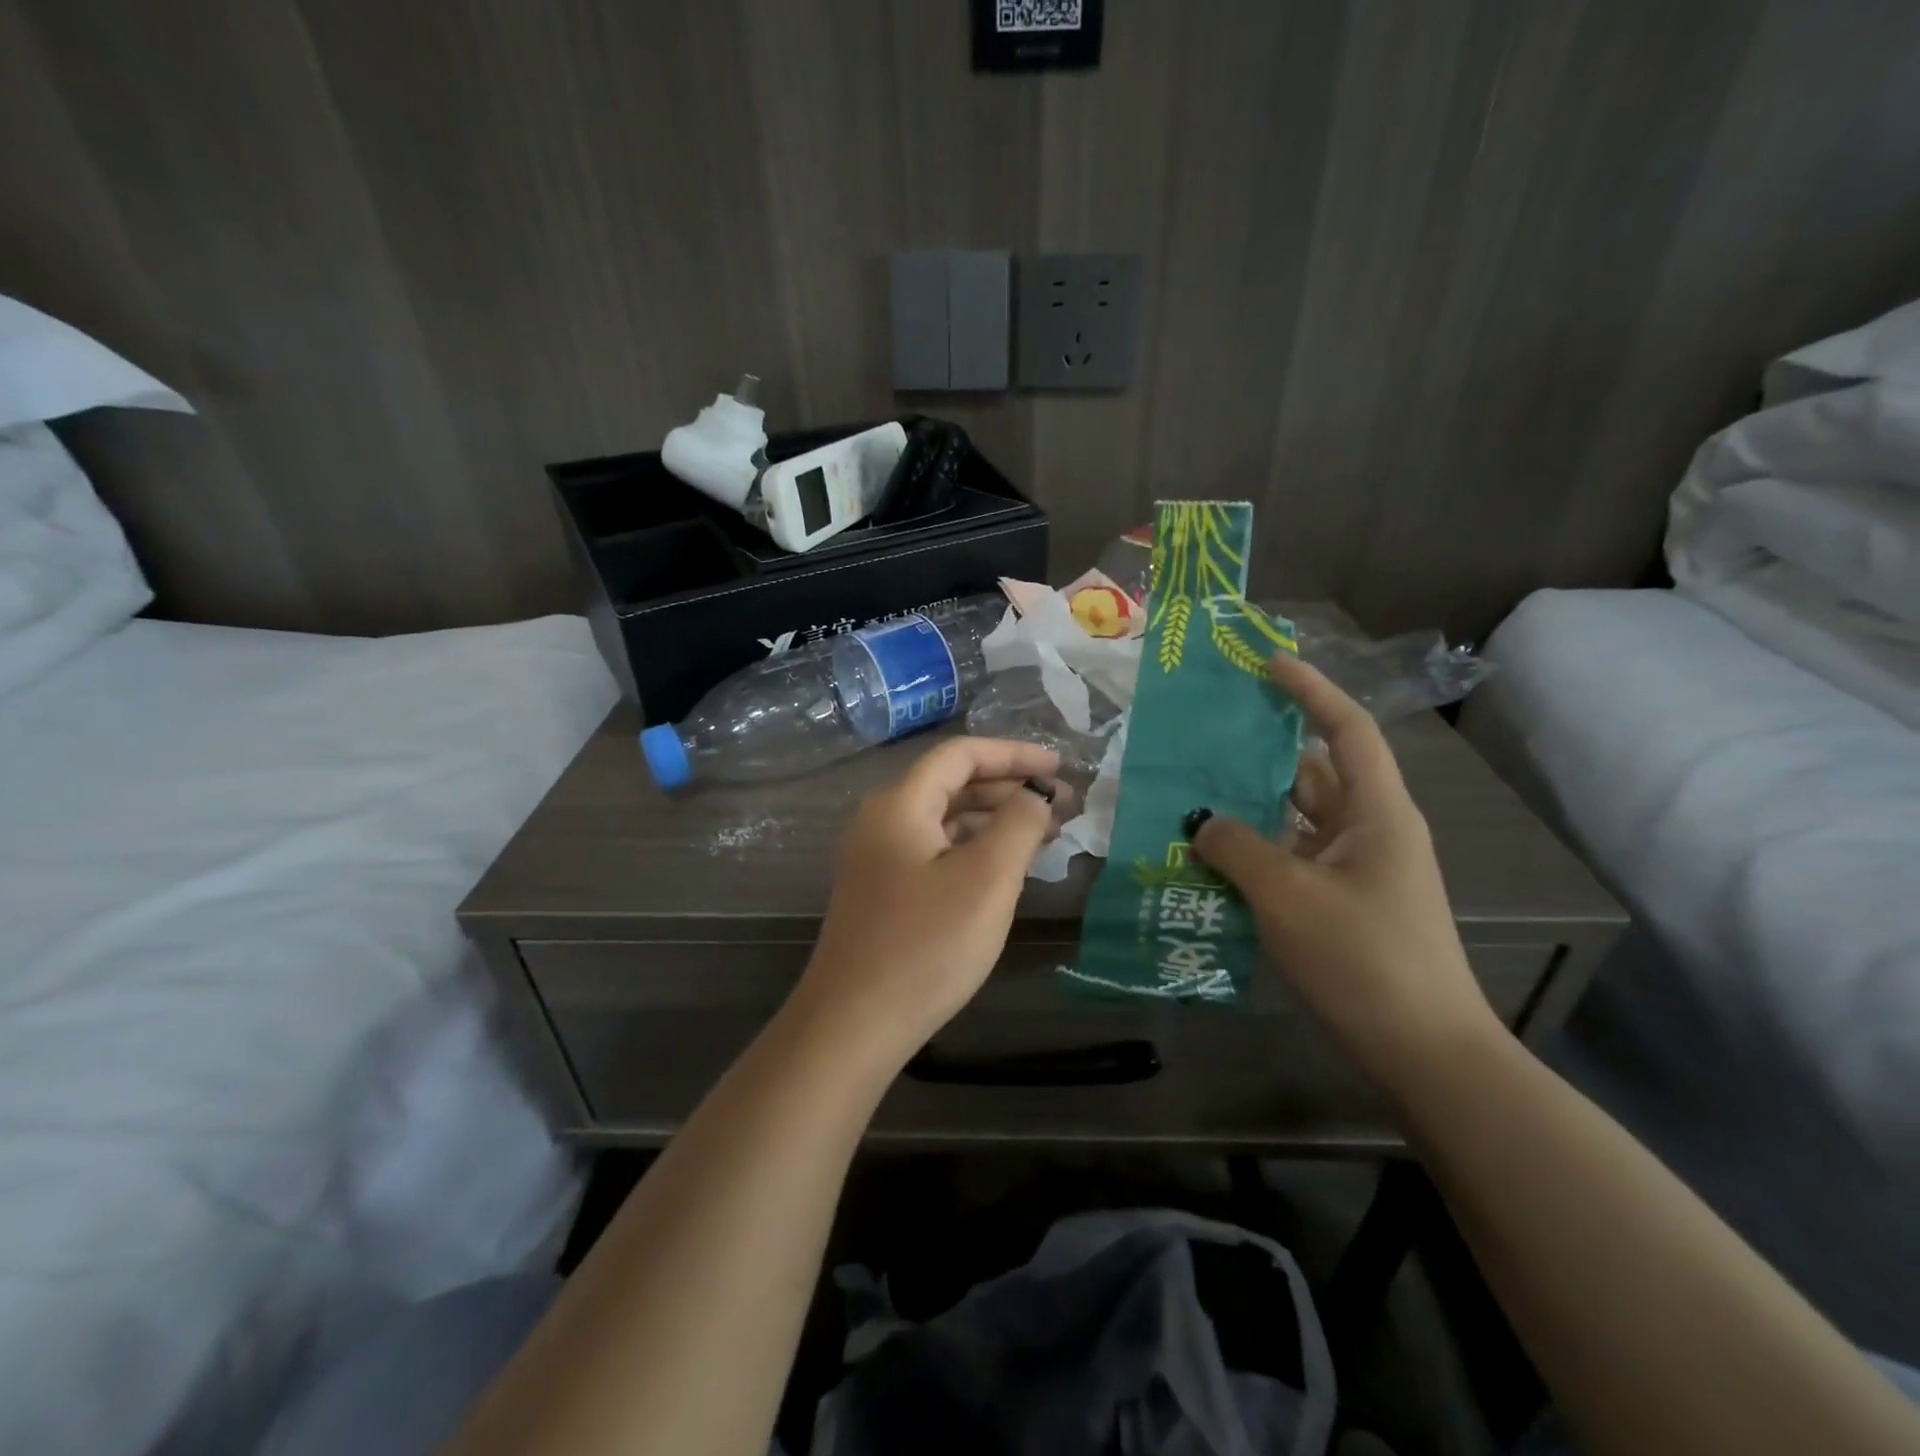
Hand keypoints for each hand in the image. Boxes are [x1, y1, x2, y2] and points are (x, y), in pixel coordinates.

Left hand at [785, 737, 1061, 1072]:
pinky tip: (1005, 867)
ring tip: (1044, 834)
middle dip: (1008, 788)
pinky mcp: (882, 891)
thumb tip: (1036, 794)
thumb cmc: (927, 945)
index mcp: (900, 804)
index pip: (961, 755)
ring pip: (944, 820)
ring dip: (993, 820)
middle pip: (952, 784)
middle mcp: (882, 820)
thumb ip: (1019, 824)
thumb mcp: (987, 879)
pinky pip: (935, 850)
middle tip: (1061, 805)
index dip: (1014, 754)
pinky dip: (973, 849)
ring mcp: (877, 858)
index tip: (1059, 768)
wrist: (854, 1024)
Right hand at [1190, 653, 1500, 1089]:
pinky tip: (1211, 860)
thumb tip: (1202, 822)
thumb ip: (1238, 848)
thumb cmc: (1364, 959)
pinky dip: (1256, 853)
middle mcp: (1370, 832)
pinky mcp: (1341, 905)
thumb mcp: (1289, 896)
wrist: (1423, 1052)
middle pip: (1313, 773)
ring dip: (1250, 811)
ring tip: (1191, 798)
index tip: (1267, 663)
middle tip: (1203, 739)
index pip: (1347, 730)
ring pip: (1296, 821)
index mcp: (1377, 814)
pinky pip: (1291, 860)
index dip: (1310, 691)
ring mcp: (1356, 871)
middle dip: (1260, 754)